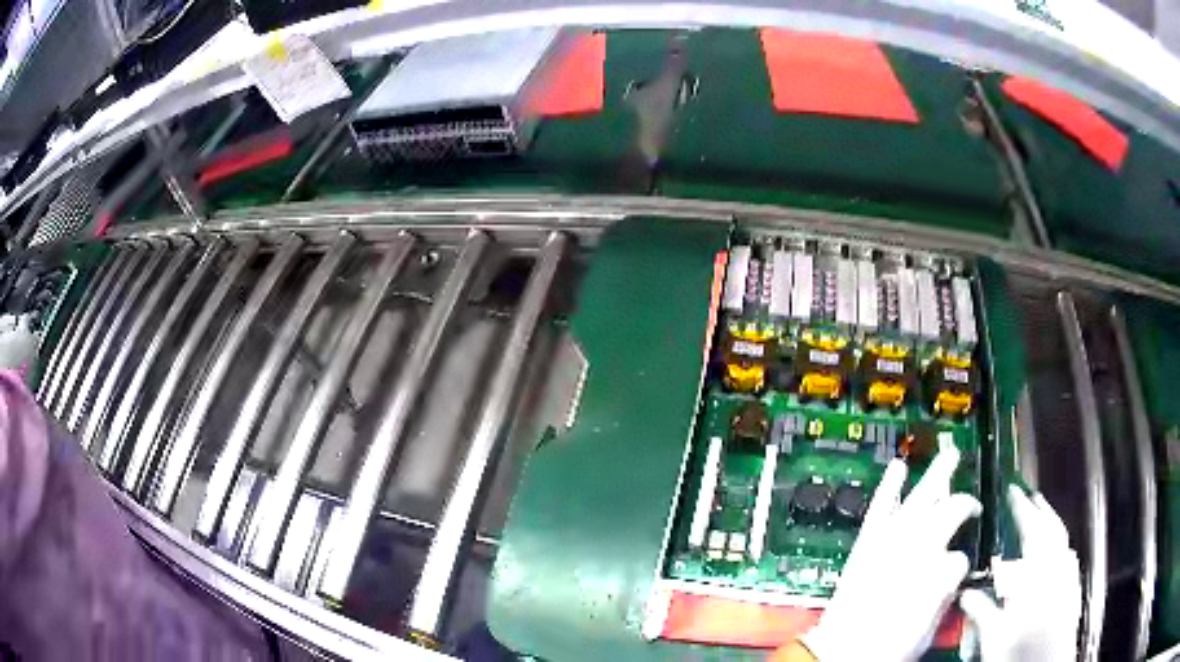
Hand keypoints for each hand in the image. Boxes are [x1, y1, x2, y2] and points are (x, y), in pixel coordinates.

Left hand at [802, 437, 981, 661]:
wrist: (840, 651)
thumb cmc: (887, 645)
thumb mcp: (928, 626)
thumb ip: (945, 591)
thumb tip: (954, 568)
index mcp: (935, 571)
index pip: (961, 552)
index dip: (963, 554)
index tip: (963, 555)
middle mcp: (916, 548)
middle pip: (947, 511)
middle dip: (962, 501)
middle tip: (973, 502)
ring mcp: (889, 542)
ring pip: (918, 499)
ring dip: (935, 476)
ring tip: (949, 455)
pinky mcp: (866, 544)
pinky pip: (879, 508)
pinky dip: (889, 487)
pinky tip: (897, 467)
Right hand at [959, 486, 1080, 661]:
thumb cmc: (1020, 653)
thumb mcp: (993, 636)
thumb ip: (982, 610)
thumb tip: (965, 594)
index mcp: (1039, 574)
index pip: (1031, 529)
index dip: (1021, 508)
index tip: (1011, 491)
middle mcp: (1058, 569)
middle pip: (1053, 529)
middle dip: (1042, 510)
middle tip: (1030, 497)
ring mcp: (1069, 579)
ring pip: (1063, 543)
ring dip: (1052, 527)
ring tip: (1042, 522)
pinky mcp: (1072, 592)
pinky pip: (1067, 560)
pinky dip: (1060, 550)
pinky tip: (1055, 558)